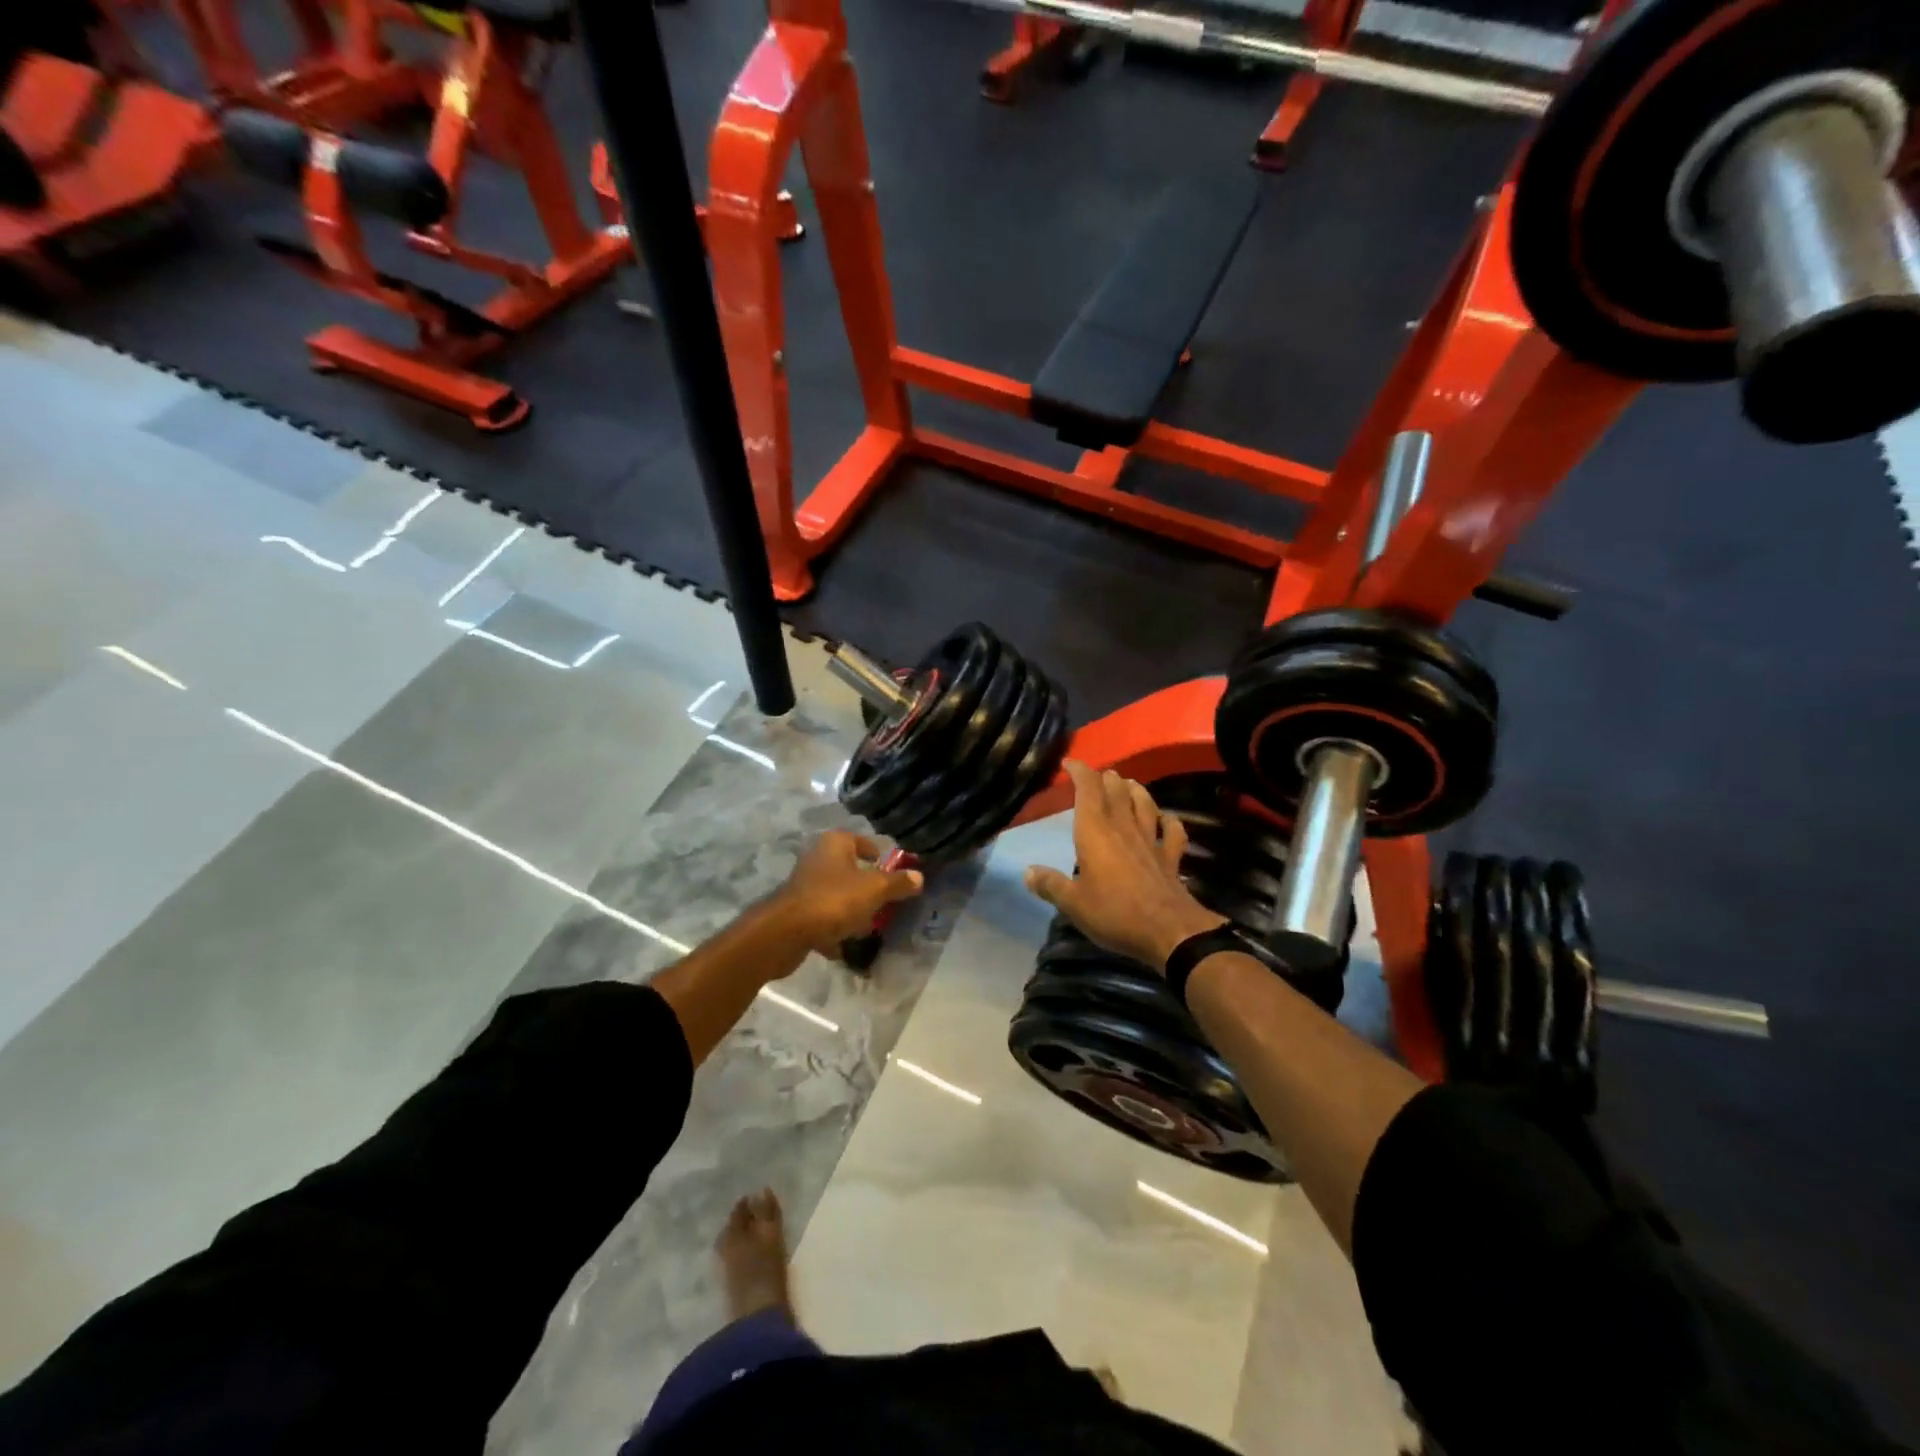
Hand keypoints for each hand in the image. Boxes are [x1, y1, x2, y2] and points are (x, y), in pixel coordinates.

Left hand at [775, 830, 923, 955]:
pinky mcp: (796, 911)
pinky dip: (833, 929)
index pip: (861, 841)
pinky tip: (844, 945)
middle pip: (849, 869)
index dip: (877, 854)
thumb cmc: (834, 900)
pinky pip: (822, 917)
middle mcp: (818, 858)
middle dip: (866, 885)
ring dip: (850, 909)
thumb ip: (897, 883)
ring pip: (836, 894)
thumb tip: (919, 876)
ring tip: (868, 926)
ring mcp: (804, 885)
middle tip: (885, 901)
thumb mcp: (874, 890)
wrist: (785, 932)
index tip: (891, 871)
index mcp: (835, 843)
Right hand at [1024, 762, 1225, 971]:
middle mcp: (1123, 828)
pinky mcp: (1171, 857)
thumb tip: (1028, 872)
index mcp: (1095, 832)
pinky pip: (1173, 831)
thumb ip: (1050, 885)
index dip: (1080, 772)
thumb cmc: (1115, 913)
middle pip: (1117, 792)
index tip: (1070, 763)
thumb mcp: (1073, 904)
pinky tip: (1167, 819)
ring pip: (1145, 804)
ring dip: (1136, 791)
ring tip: (1129, 783)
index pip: (1088, 789)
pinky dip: (1169, 821)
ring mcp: (1151, 841)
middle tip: (1099, 775)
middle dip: (1106, 778)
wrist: (1169, 931)